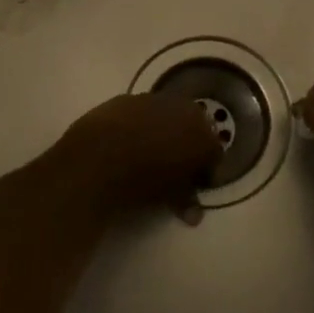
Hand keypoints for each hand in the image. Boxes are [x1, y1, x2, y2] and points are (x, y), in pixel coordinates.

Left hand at [48, 93, 220, 224]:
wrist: (99, 157)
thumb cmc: (143, 181)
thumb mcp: (170, 196)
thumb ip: (187, 200)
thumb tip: (194, 215)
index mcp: (203, 135)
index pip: (214, 154)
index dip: (205, 170)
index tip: (194, 182)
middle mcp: (186, 111)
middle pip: (195, 128)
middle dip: (188, 143)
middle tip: (175, 164)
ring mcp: (157, 100)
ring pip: (169, 115)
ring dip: (164, 129)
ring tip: (149, 150)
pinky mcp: (130, 97)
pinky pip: (142, 111)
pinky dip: (140, 123)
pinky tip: (127, 139)